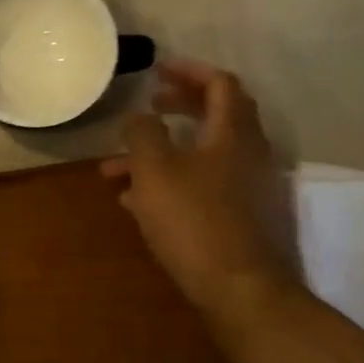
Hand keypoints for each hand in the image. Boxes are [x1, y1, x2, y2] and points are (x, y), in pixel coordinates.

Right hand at [102, 61, 298, 315]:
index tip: (156, 72)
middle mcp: (247, 155)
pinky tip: (136, 201)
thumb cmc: (194, 220)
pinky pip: (201, 186)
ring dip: (161, 154)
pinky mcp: (239, 218)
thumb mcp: (154, 169)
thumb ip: (143, 134)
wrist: (239, 290)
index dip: (188, 71)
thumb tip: (140, 116)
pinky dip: (170, 182)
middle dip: (176, 108)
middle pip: (214, 117)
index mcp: (233, 133)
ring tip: (115, 170)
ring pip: (200, 156)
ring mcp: (246, 188)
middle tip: (147, 107)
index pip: (220, 84)